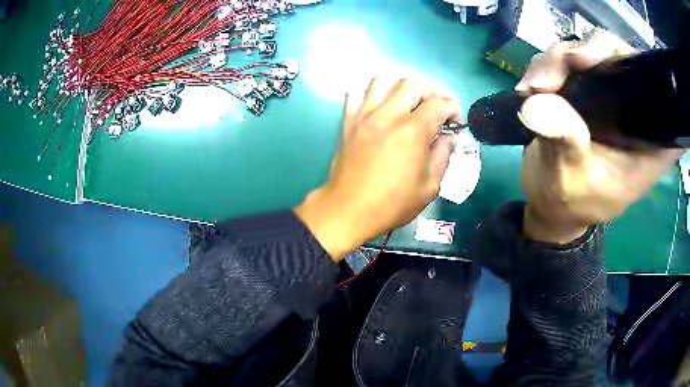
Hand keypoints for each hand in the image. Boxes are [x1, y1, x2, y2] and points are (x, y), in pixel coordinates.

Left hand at [295, 78, 460, 260]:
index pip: (440, 103)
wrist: (349, 210)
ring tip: (405, 105)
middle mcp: (389, 115)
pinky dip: (368, 94)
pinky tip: (377, 109)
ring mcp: (365, 115)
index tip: (454, 123)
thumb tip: (447, 137)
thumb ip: (443, 155)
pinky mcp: (348, 121)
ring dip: (399, 88)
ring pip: (382, 80)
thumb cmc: (392, 204)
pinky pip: (355, 93)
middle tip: (432, 112)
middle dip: (430, 94)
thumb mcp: (430, 187)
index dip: (453, 109)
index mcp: (413, 131)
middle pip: (413, 83)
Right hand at [517, 29, 683, 243]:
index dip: (633, 65)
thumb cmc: (571, 202)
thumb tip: (538, 101)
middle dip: (584, 54)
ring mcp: (610, 96)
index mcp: (647, 140)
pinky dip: (547, 67)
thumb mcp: (568, 179)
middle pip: (618, 57)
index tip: (595, 61)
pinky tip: (530, 89)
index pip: (658, 90)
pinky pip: (569, 60)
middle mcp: (634, 111)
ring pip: (589, 51)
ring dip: (557, 61)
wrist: (552, 202)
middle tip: (552, 73)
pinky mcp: (589, 90)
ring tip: (532, 89)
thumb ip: (564, 142)